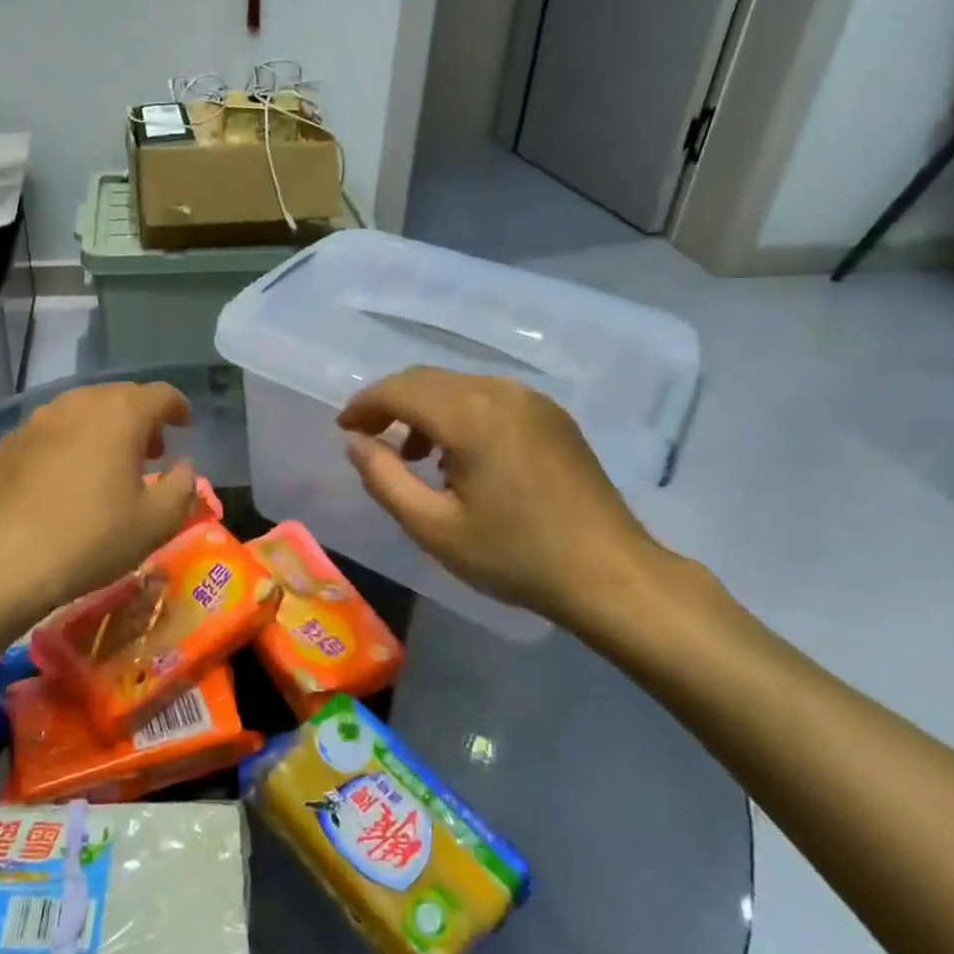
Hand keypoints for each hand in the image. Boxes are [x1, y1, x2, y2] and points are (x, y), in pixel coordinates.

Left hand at [0, 381, 198, 620]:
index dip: (177, 407)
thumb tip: (184, 467)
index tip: (183, 426)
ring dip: (104, 426)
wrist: (4, 563)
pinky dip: (69, 441)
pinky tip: (66, 476)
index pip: (161, 394)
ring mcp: (39, 420)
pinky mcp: (10, 442)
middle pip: (120, 396)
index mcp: (122, 413)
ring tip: (108, 462)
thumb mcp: (157, 522)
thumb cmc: (92, 538)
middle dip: (141, 418)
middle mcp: (80, 403)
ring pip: (83, 409)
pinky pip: (52, 430)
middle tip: (150, 452)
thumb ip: (183, 487)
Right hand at [337, 367, 691, 641]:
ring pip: (458, 386)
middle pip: (427, 380)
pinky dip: (458, 414)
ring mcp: (531, 399)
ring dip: (424, 409)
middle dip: (390, 403)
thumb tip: (356, 443)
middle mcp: (501, 391)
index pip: (400, 389)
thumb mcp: (434, 528)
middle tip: (369, 439)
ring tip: (413, 456)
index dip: (365, 405)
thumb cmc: (515, 556)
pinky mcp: (551, 415)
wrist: (609, 573)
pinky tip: (460, 455)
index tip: (344, 429)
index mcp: (471, 415)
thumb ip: (385, 480)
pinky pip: (488, 397)